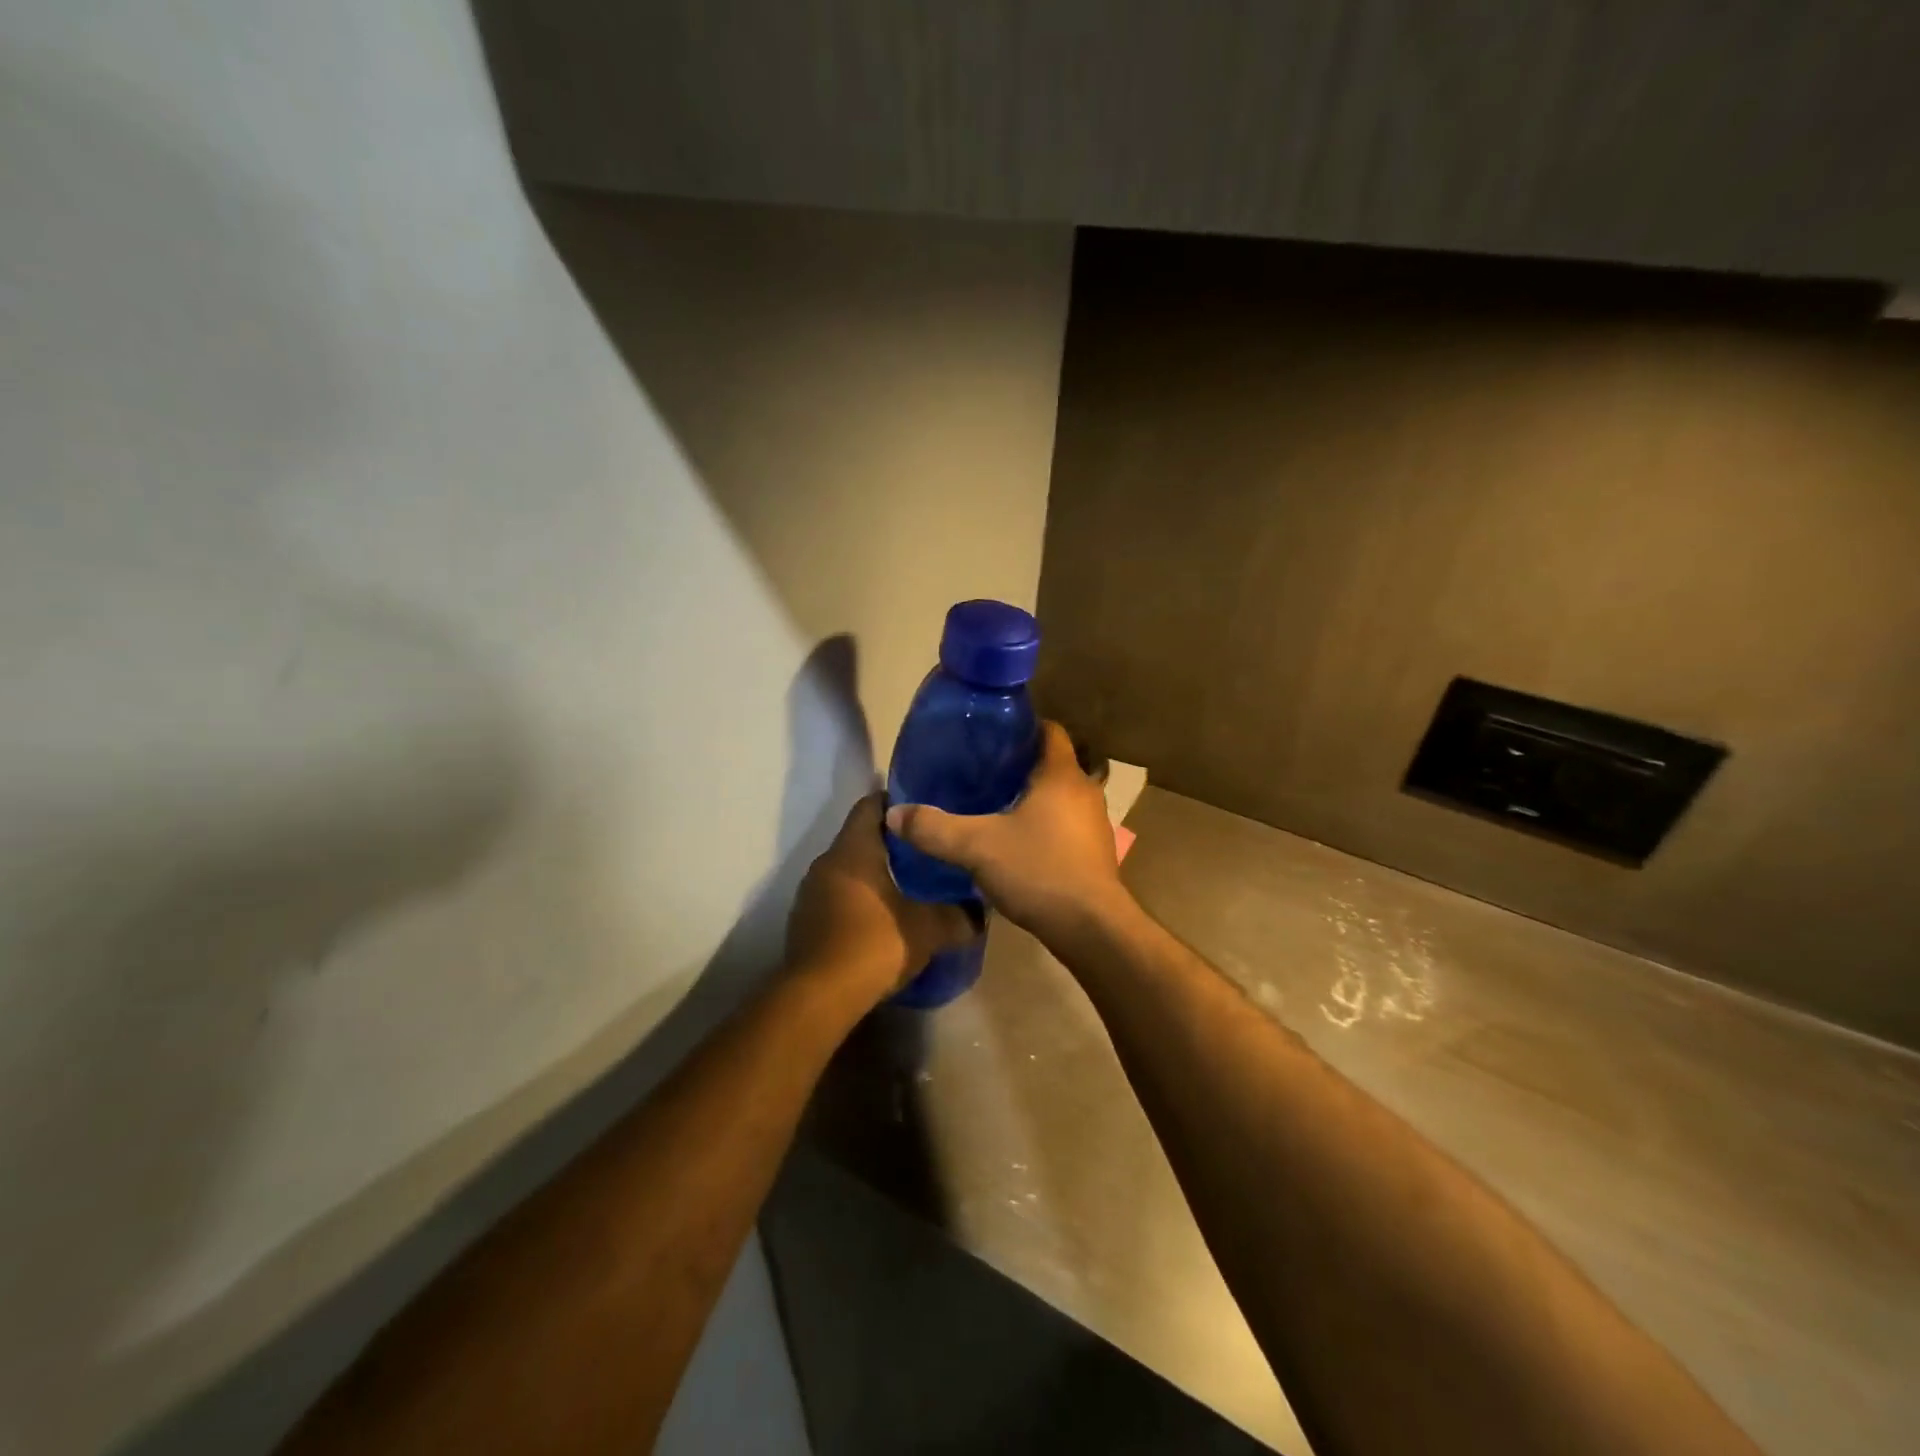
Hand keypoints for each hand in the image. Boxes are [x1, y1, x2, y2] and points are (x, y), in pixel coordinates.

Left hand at [786, 793, 975, 1002]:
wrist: (818, 998)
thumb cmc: (874, 945)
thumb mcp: (929, 929)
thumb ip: (959, 916)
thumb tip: (981, 912)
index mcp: (853, 850)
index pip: (871, 804)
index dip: (898, 803)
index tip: (925, 811)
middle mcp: (826, 862)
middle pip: (860, 837)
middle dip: (892, 842)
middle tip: (926, 851)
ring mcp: (810, 893)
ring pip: (847, 869)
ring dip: (873, 874)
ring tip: (908, 886)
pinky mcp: (804, 922)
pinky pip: (835, 897)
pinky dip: (858, 900)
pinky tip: (881, 919)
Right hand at [884, 721, 1132, 947]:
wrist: (1091, 928)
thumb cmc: (1039, 870)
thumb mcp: (976, 847)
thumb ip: (934, 828)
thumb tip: (893, 814)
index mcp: (1062, 774)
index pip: (1050, 730)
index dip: (1023, 727)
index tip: (992, 737)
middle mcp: (1085, 791)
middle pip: (1054, 763)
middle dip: (1022, 765)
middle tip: (984, 772)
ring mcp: (1095, 823)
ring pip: (1062, 796)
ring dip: (1035, 798)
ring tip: (996, 806)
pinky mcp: (1096, 852)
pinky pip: (1067, 825)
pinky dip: (1046, 825)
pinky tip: (1019, 843)